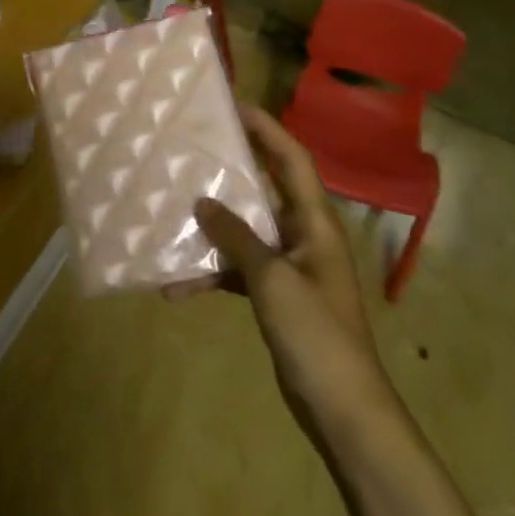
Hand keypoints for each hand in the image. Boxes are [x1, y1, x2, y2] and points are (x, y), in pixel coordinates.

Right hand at [167, 103, 391, 434]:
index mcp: (315, 223)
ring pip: (245, 230)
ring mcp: (290, 267)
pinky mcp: (277, 296)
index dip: (266, 128)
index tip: (232, 105)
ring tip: (171, 212)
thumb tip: (202, 201)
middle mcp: (304, 236)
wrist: (343, 410)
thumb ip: (236, 236)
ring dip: (211, 227)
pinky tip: (177, 285)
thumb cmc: (316, 334)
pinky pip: (238, 269)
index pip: (292, 159)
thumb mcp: (272, 279)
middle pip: (266, 188)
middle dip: (231, 168)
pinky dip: (212, 272)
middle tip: (192, 147)